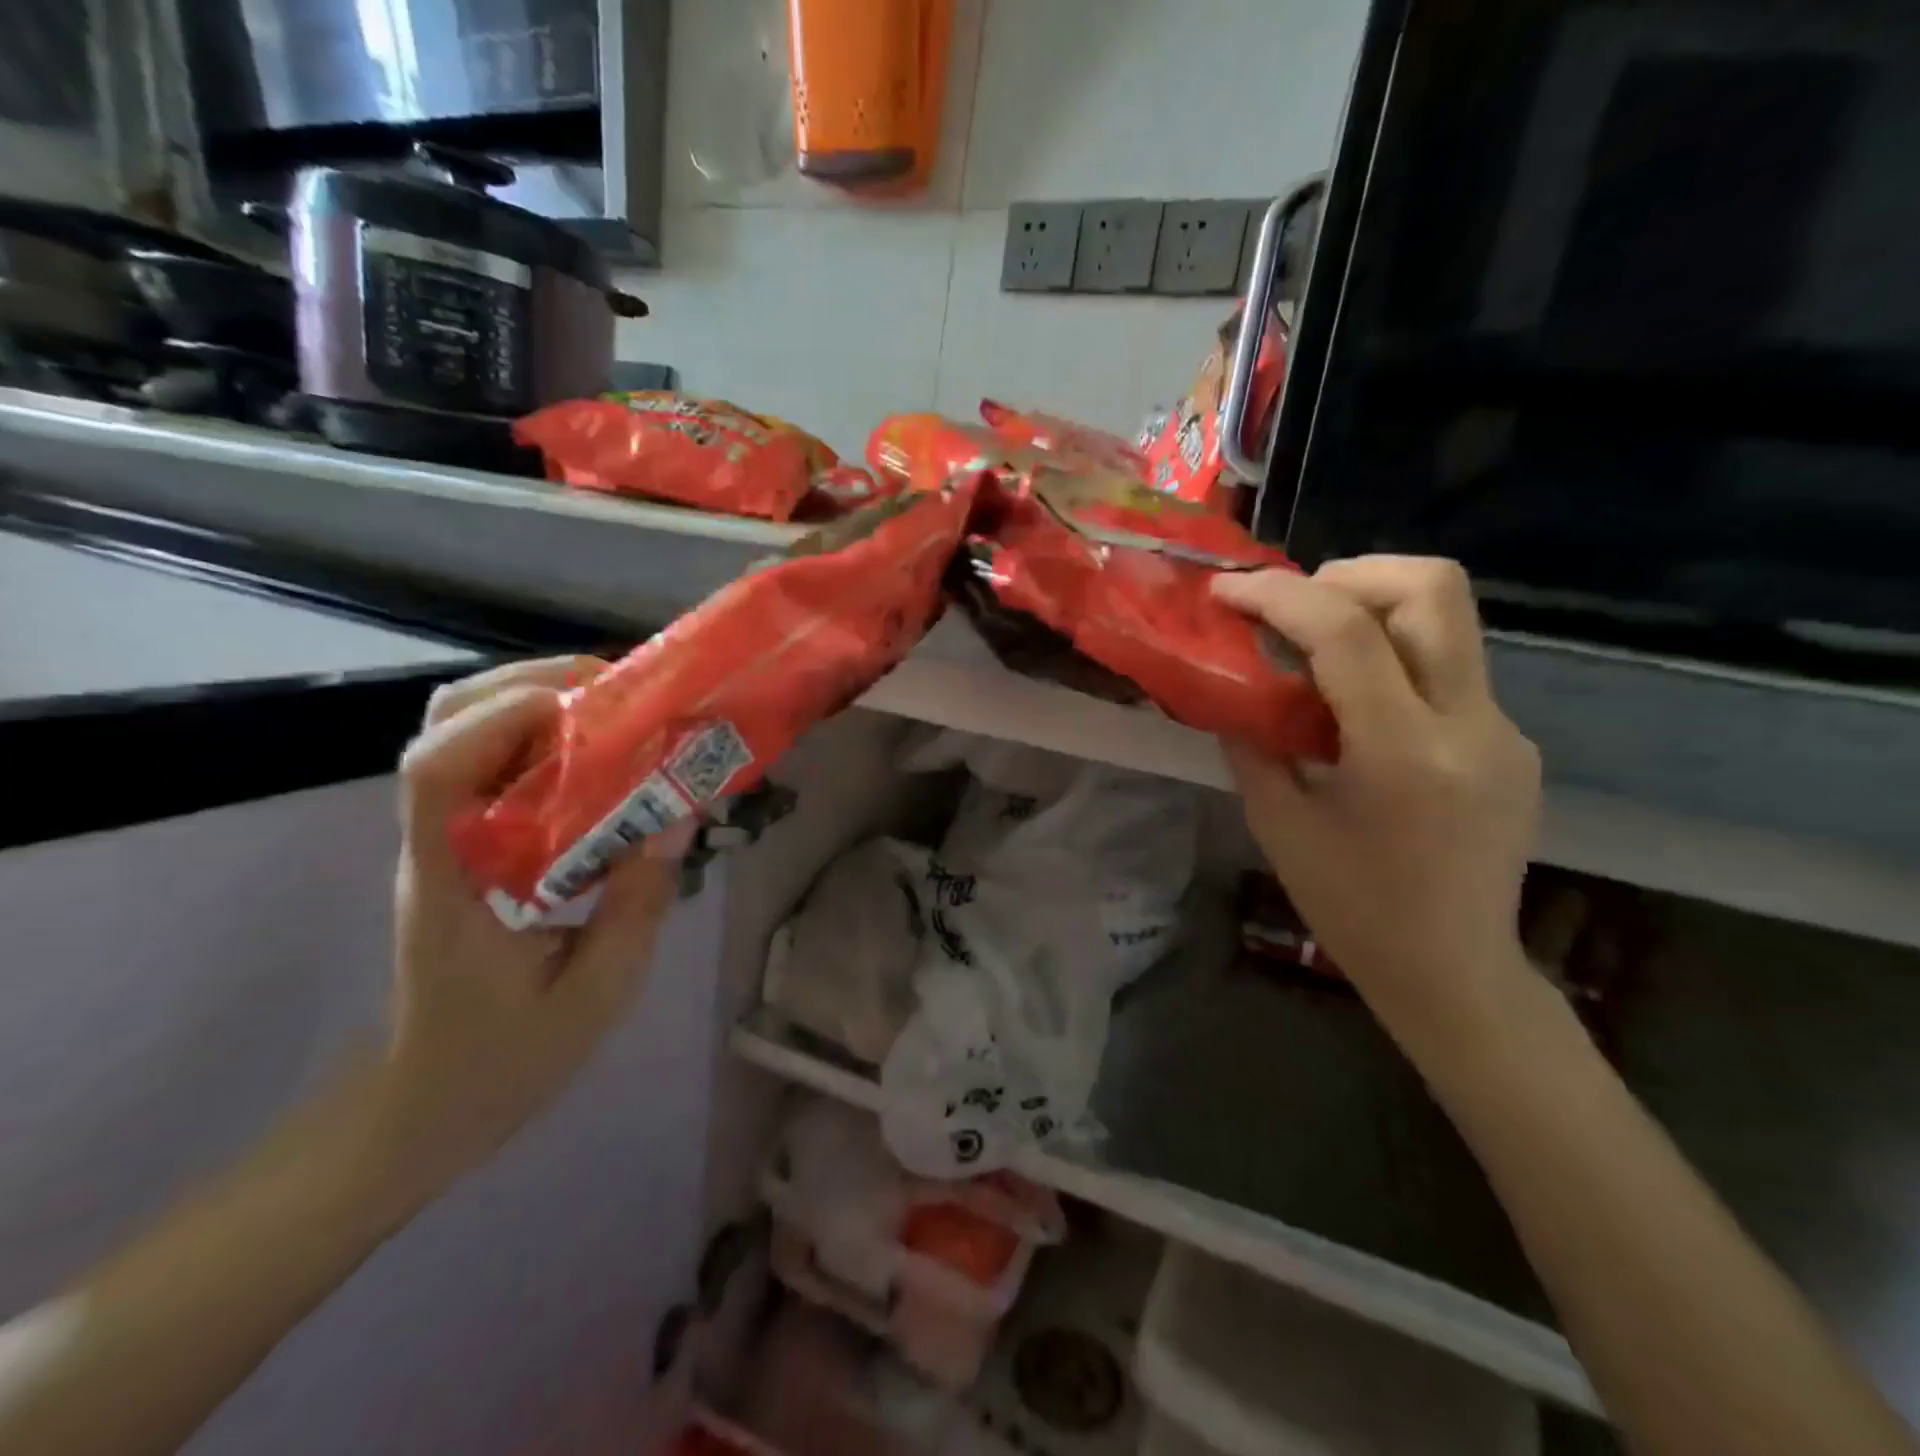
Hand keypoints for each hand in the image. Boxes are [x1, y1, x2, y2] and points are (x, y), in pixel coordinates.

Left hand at [378, 657, 690, 1185]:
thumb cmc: (505, 1059)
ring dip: (533, 701)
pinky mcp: (465, 844)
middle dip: (525, 685)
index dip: (501, 718)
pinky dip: (542, 735)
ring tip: (610, 710)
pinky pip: (493, 762)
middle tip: (610, 692)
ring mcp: (444, 839)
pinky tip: (598, 754)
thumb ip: (637, 905)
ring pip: (460, 732)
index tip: (583, 706)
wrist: (427, 1103)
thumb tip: (676, 819)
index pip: (435, 771)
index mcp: (451, 883)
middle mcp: (434, 844)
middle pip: (440, 725)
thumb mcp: (596, 994)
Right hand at [1211, 558, 1540, 1031]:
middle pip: (1432, 588)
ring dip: (1374, 604)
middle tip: (1292, 603)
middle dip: (1349, 574)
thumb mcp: (1278, 825)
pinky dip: (1393, 655)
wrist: (1453, 969)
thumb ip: (1253, 743)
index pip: (1347, 632)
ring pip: (1449, 617)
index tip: (1227, 591)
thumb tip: (1232, 686)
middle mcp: (1470, 725)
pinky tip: (1356, 703)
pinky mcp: (1511, 740)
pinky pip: (1449, 666)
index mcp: (1403, 754)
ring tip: (1316, 641)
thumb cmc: (1351, 908)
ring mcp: (1503, 729)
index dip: (1278, 595)